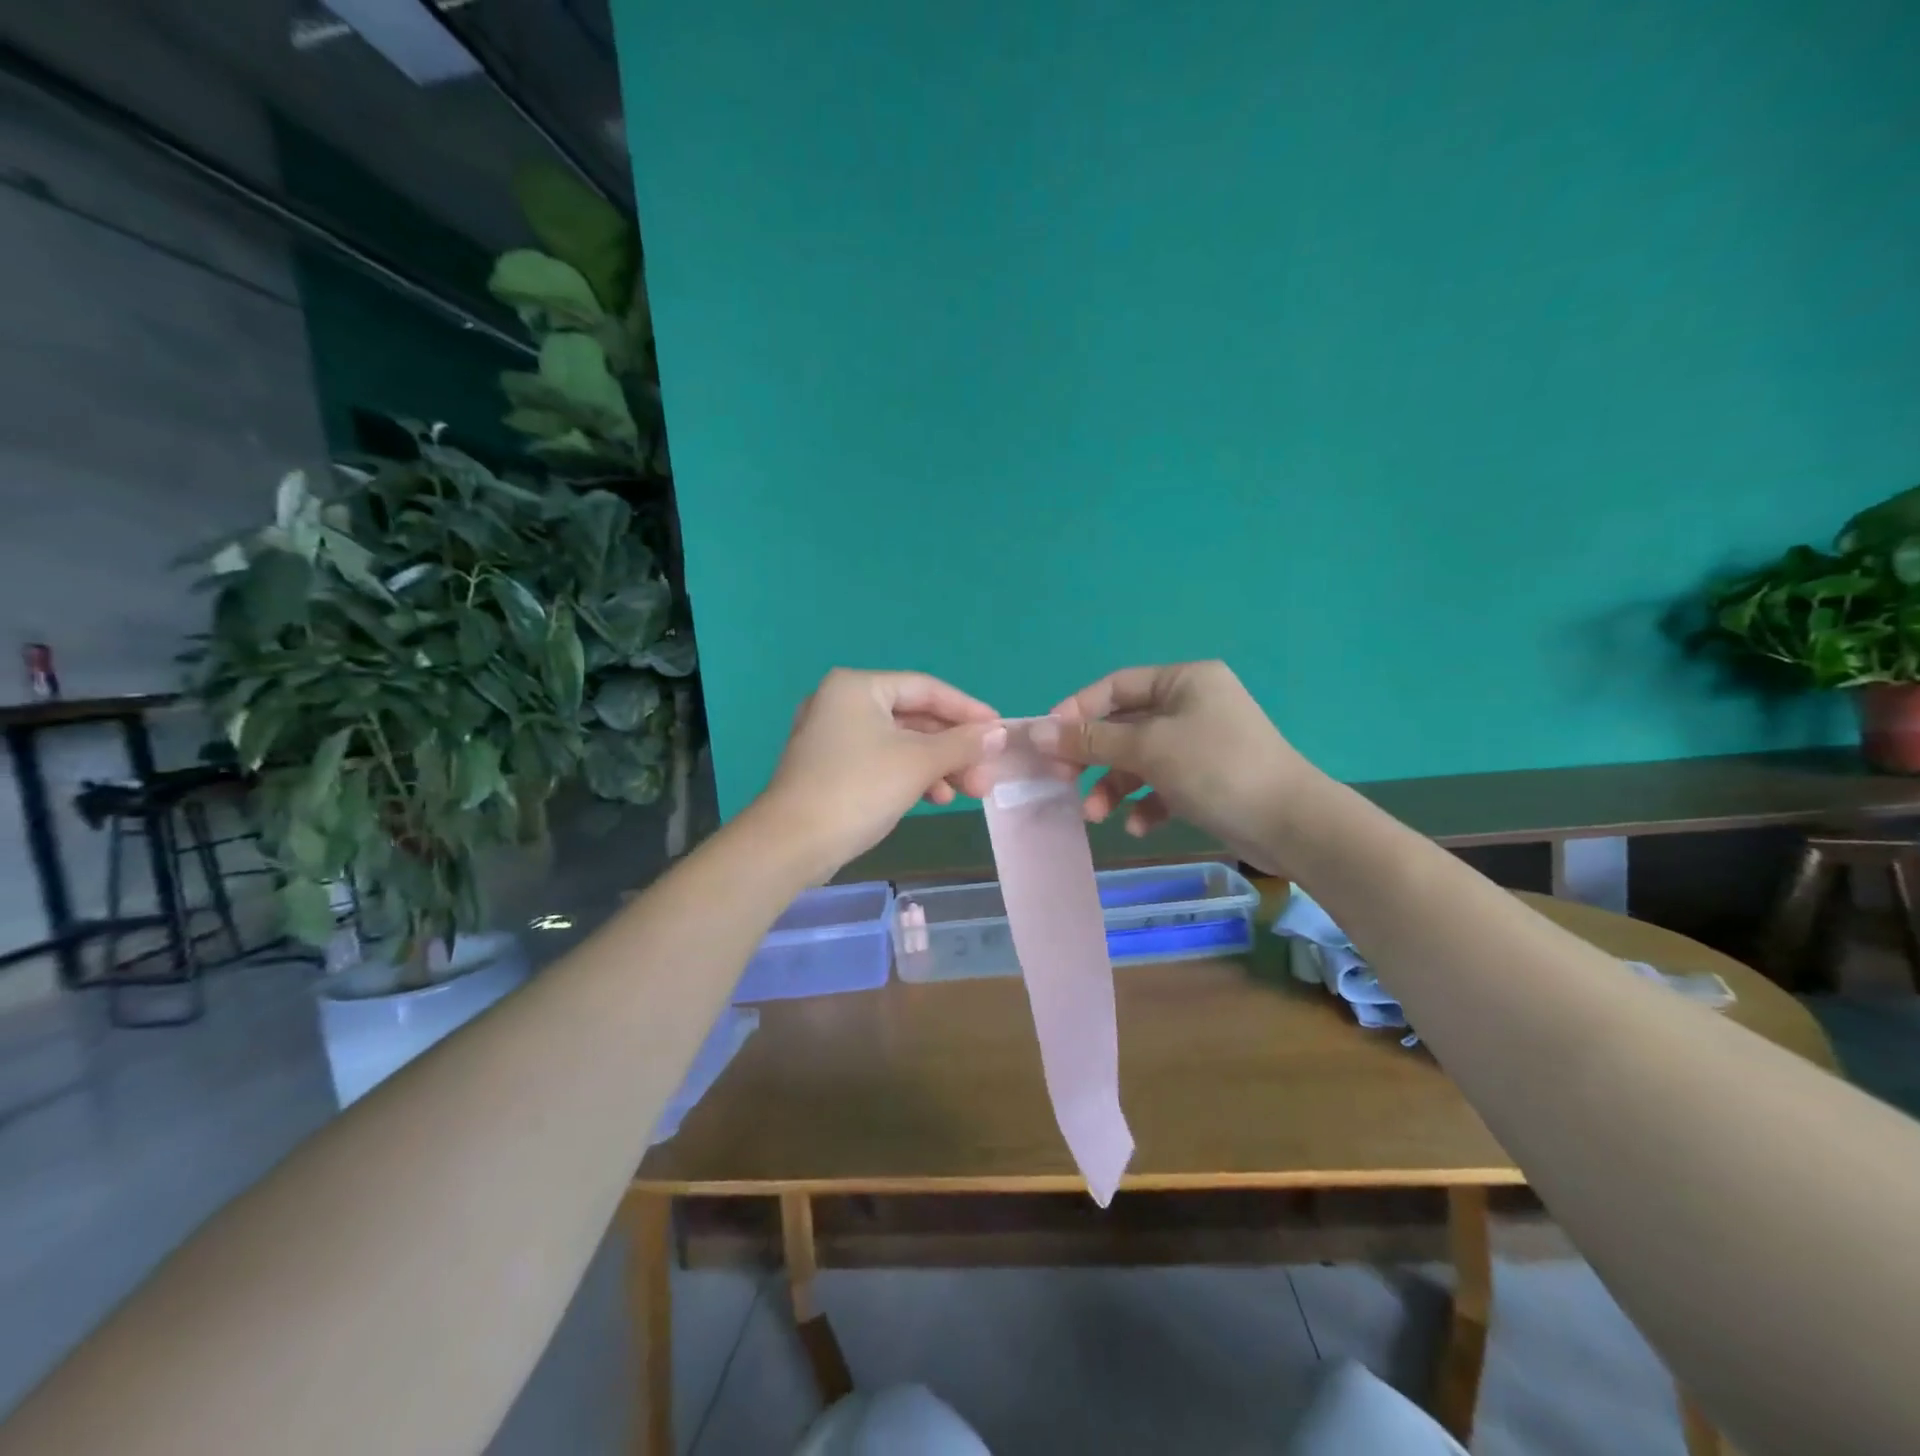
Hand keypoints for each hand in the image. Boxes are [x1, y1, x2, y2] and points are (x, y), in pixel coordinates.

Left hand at [754, 669, 1007, 876]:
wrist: (791, 844)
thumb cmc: (858, 789)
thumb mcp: (918, 763)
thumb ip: (962, 744)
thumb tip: (999, 733)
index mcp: (858, 687)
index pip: (926, 688)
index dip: (968, 710)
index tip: (999, 731)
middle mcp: (842, 702)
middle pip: (914, 717)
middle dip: (954, 748)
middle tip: (985, 775)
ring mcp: (833, 735)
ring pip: (900, 742)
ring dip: (937, 765)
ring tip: (969, 792)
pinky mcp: (831, 766)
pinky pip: (882, 760)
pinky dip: (911, 775)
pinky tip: (936, 798)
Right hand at [1029, 661, 1310, 870]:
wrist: (1292, 825)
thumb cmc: (1217, 769)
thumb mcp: (1149, 749)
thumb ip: (1090, 740)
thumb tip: (1035, 732)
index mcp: (1183, 681)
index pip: (1114, 687)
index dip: (1076, 712)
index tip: (1046, 741)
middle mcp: (1191, 705)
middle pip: (1123, 726)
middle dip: (1093, 758)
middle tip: (1062, 782)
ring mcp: (1200, 744)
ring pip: (1139, 760)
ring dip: (1113, 787)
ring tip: (1096, 816)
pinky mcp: (1206, 779)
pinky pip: (1162, 785)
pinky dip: (1145, 804)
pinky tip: (1138, 826)